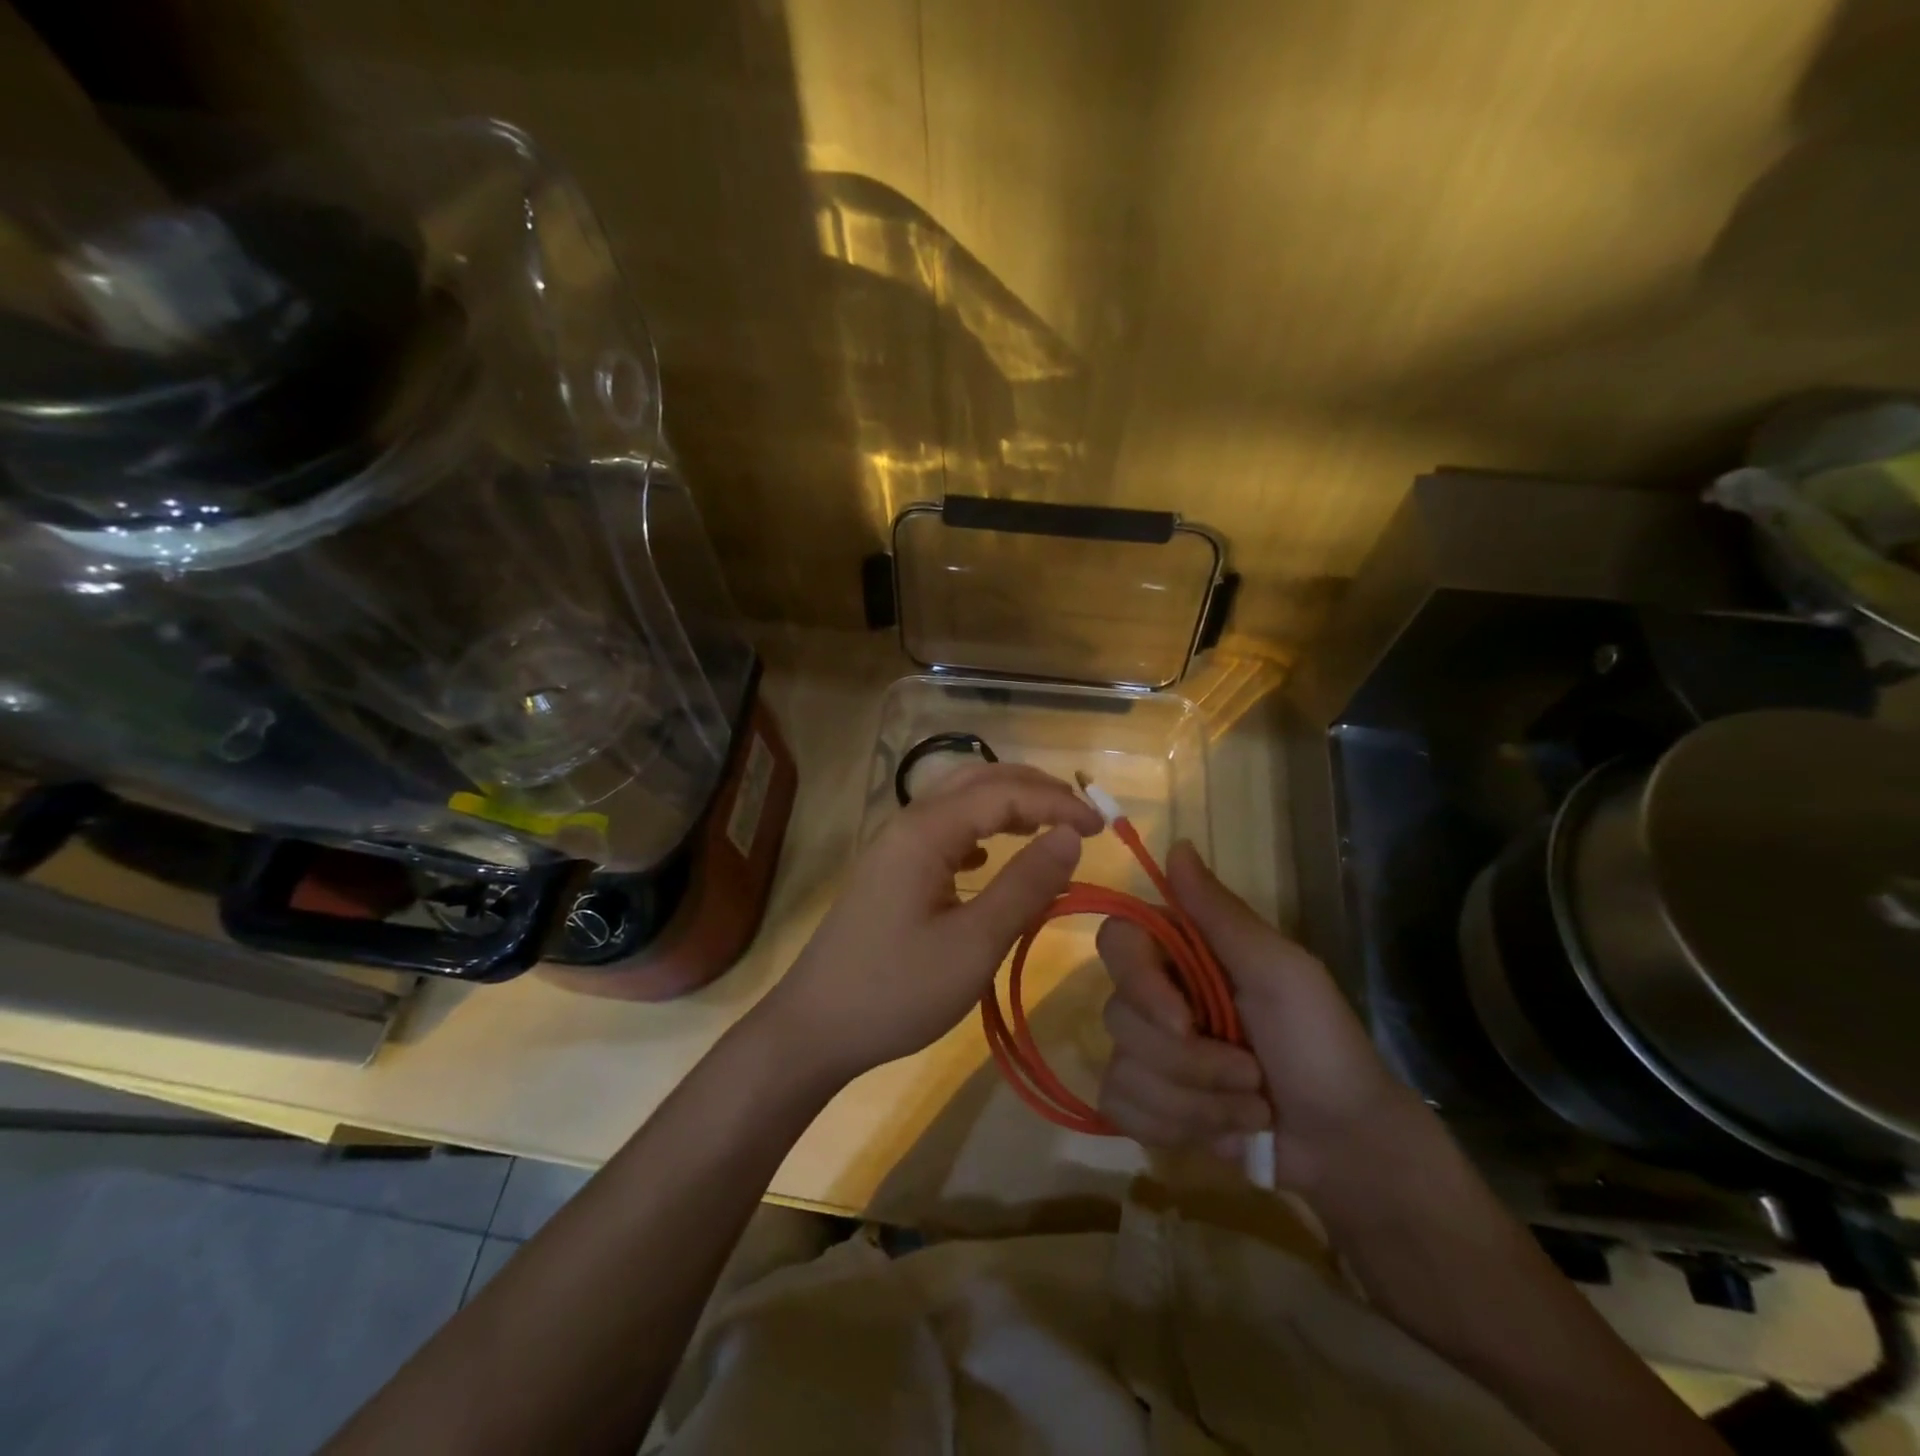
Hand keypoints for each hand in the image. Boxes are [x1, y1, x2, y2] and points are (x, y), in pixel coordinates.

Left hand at [755, 763, 1103, 1088]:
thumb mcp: (973, 944)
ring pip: (957, 802)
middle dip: (1033, 789)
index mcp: (926, 831)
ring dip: (1005, 804)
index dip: (1056, 803)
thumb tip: (1072, 836)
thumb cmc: (897, 989)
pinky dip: (977, 830)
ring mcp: (894, 847)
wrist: (815, 1027)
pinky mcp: (889, 872)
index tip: (1101, 827)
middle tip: (1081, 814)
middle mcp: (907, 824)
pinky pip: (942, 831)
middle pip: (977, 781)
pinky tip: (986, 857)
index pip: (1003, 793)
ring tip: (1046, 825)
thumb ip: (1025, 885)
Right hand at [1095, 841, 1423, 1191]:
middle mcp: (1156, 994)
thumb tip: (1176, 844)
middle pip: (1118, 1015)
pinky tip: (1220, 1135)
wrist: (1347, 1146)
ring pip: (1123, 1069)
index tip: (1183, 1022)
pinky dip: (1173, 1128)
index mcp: (1184, 953)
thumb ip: (1221, 914)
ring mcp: (1148, 1052)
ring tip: (1251, 1110)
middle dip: (1190, 1063)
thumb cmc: (1322, 1046)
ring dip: (1195, 1103)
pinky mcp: (1148, 1103)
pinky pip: (1120, 1107)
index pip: (1117, 941)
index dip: (1139, 984)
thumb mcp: (1280, 971)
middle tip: (1251, 1075)